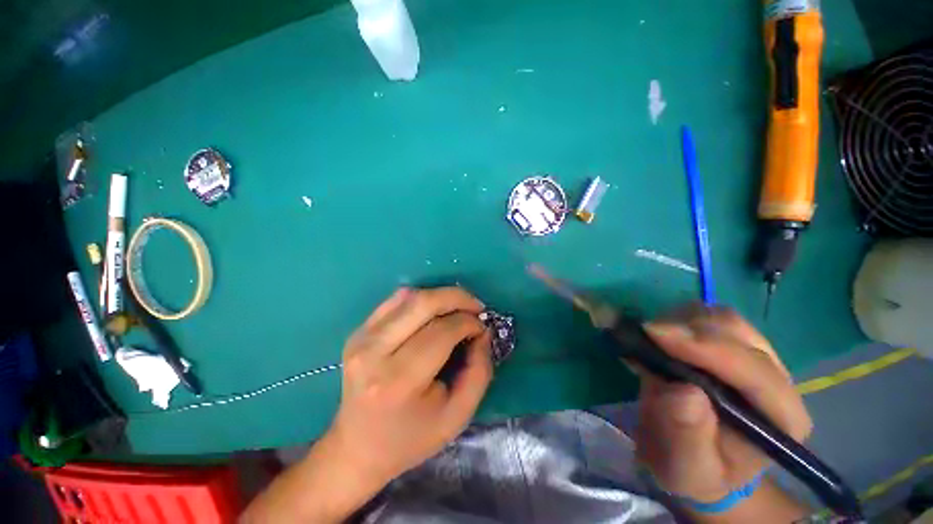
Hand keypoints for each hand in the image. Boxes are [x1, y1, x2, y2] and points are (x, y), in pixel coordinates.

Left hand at [327, 287, 492, 488]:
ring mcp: (361, 338)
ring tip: (457, 309)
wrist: (358, 447)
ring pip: (409, 296)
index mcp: (398, 381)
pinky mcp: (358, 332)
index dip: (468, 323)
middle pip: (423, 303)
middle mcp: (374, 353)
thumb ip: (479, 371)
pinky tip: (433, 311)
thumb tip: (482, 332)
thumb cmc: (411, 438)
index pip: (442, 332)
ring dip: (440, 296)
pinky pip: (395, 300)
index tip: (482, 328)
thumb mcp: (458, 416)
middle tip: (475, 307)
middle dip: (456, 298)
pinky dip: (421, 298)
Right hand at [635, 306, 811, 503]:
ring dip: (681, 320)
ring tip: (650, 339)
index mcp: (780, 418)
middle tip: (644, 336)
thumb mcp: (685, 467)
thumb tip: (683, 390)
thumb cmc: (692, 469)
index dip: (706, 348)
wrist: (693, 456)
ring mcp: (753, 357)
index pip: (754, 370)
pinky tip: (659, 337)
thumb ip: (686, 436)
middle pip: (739, 333)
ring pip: (722, 318)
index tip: (654, 334)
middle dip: (688, 329)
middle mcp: (775, 380)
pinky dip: (677, 318)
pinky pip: (705, 317)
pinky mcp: (729, 345)